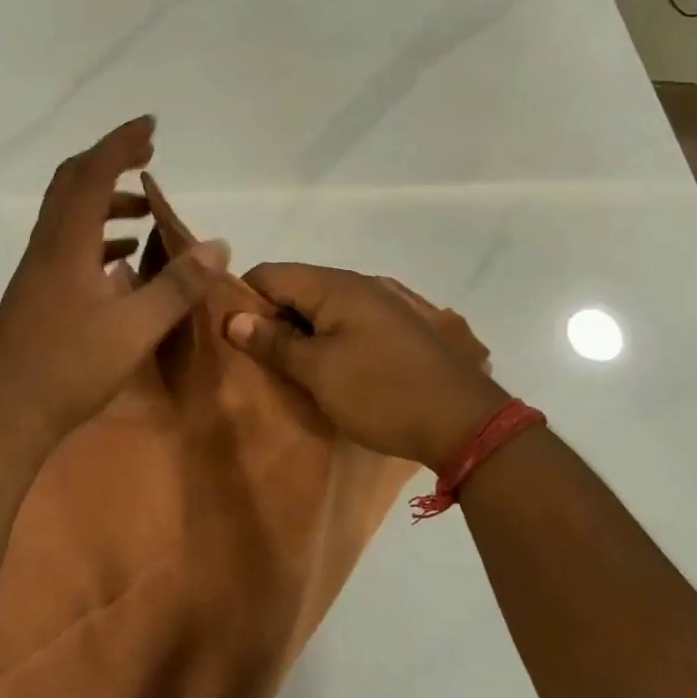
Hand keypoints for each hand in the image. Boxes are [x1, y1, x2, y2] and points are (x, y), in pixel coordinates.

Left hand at [0, 116, 228, 456]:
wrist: (4, 413)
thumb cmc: (68, 367)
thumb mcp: (135, 328)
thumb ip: (178, 285)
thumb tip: (218, 244)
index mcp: (67, 243)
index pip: (94, 173)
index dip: (121, 143)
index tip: (150, 126)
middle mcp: (47, 245)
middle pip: (72, 182)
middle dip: (110, 160)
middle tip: (147, 156)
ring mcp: (38, 269)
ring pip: (69, 214)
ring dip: (105, 201)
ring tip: (145, 212)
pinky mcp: (37, 292)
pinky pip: (68, 244)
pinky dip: (97, 235)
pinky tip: (122, 262)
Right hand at [224, 264, 503, 469]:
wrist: (465, 424)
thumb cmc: (382, 393)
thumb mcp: (318, 372)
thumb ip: (273, 342)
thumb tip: (233, 318)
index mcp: (336, 285)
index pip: (270, 273)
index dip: (243, 299)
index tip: (230, 336)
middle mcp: (361, 283)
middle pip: (297, 288)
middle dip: (271, 318)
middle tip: (257, 359)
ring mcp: (385, 304)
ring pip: (323, 307)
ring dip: (301, 332)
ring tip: (288, 369)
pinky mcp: (401, 328)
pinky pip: (349, 322)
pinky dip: (329, 339)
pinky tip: (328, 370)